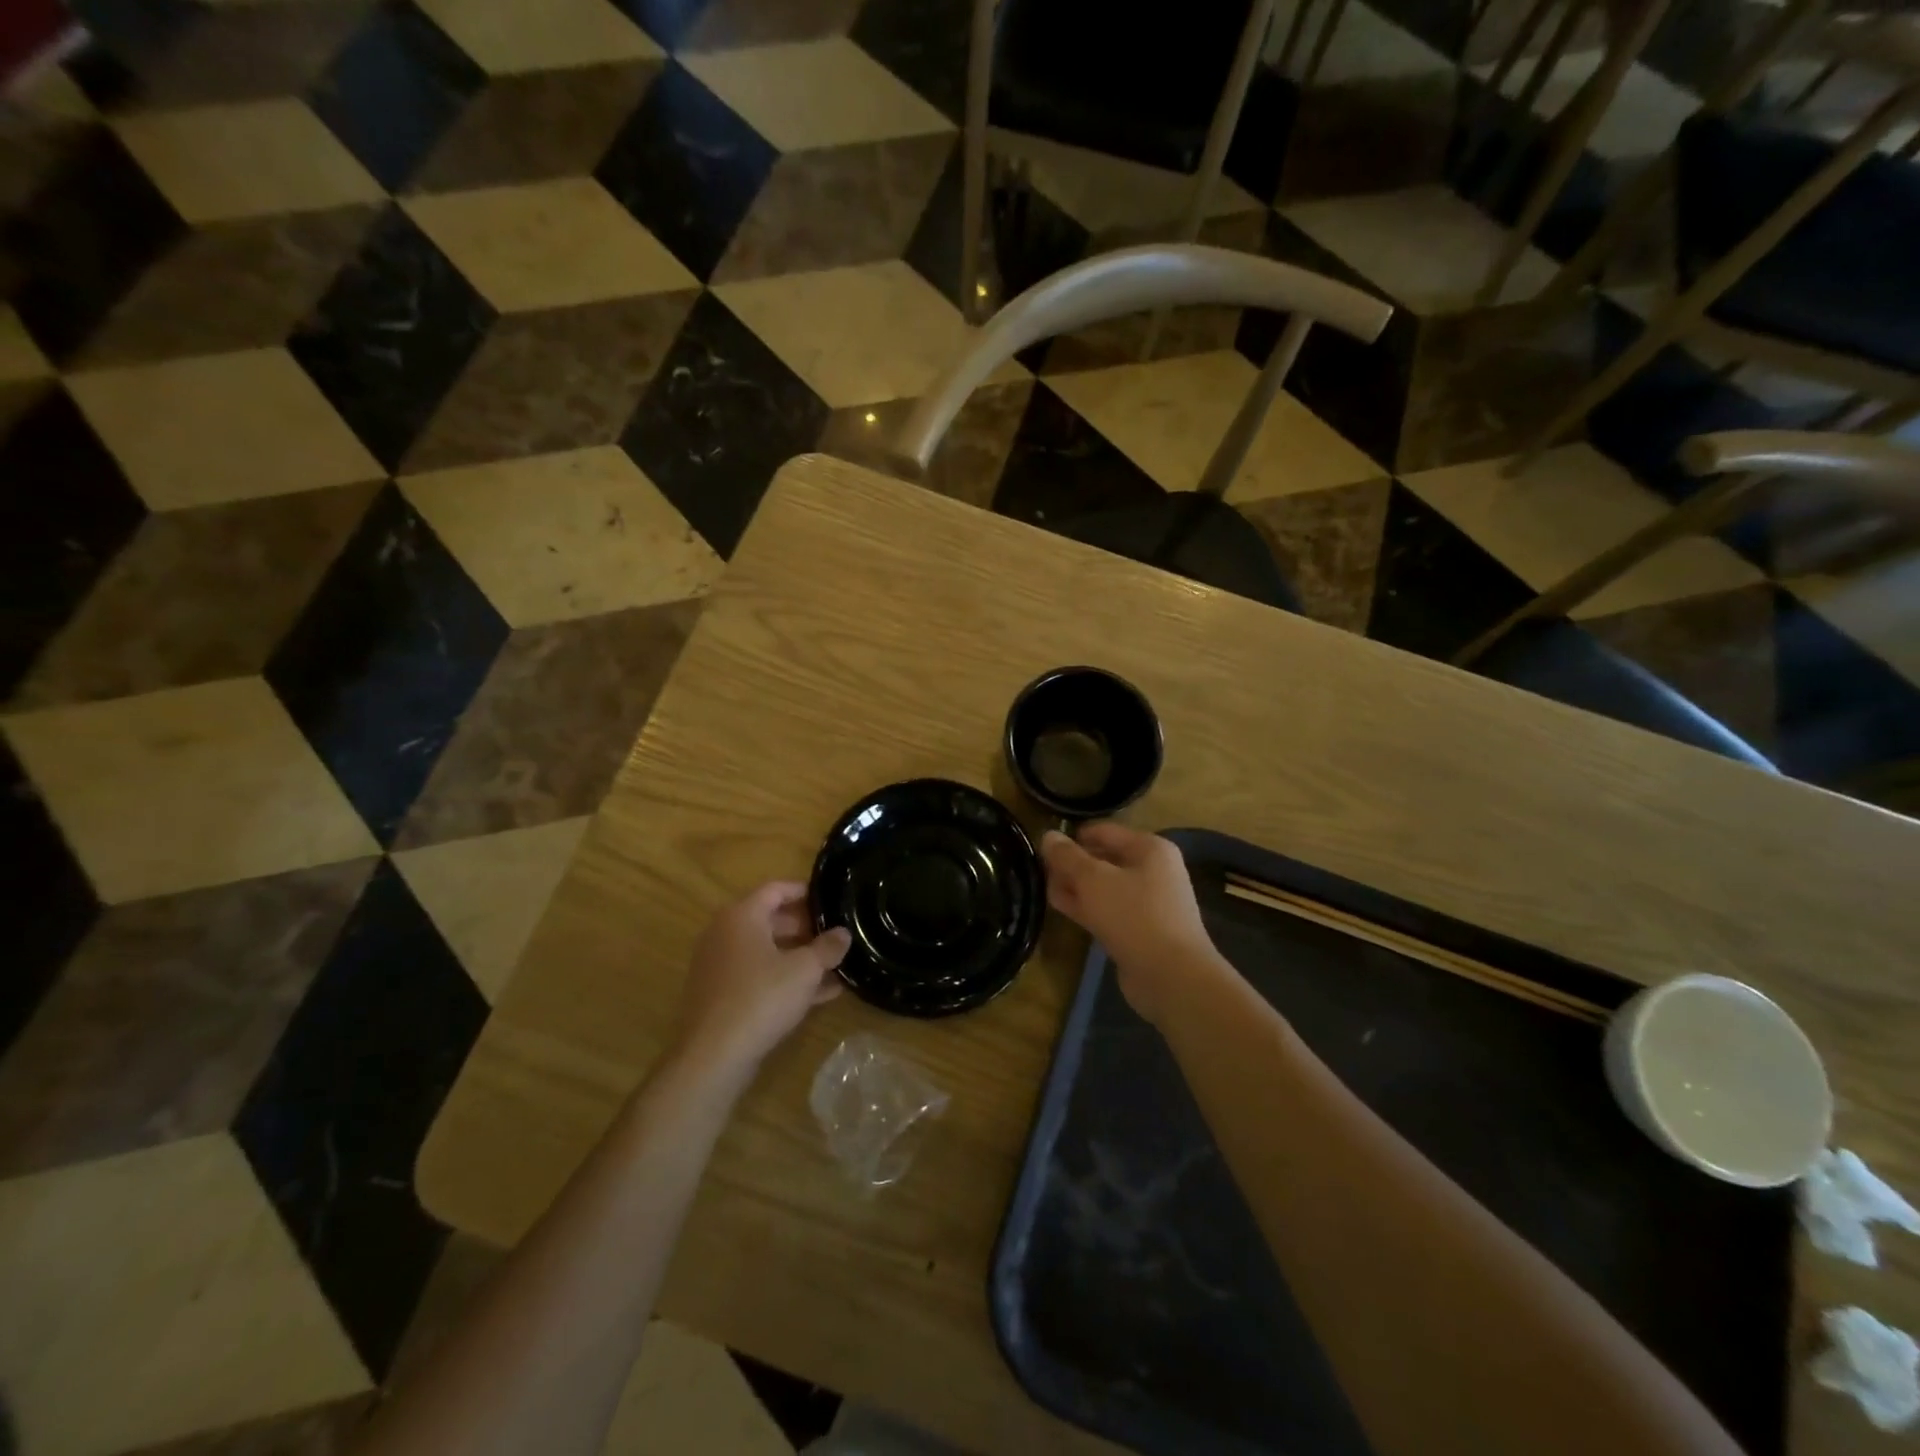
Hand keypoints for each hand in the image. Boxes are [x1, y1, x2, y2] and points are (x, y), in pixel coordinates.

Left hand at [672, 882, 851, 1074]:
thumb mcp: (805, 970)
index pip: (775, 889)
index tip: (830, 898)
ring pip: (767, 952)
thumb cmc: (761, 998)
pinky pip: (759, 977)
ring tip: (835, 965)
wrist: (712, 1056)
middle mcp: (725, 934)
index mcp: (742, 916)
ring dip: (799, 957)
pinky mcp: (721, 996)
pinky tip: (819, 995)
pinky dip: (785, 980)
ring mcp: (720, 967)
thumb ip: (827, 948)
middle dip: (806, 927)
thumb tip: (843, 933)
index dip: (804, 891)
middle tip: (835, 934)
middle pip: (770, 920)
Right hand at [1041, 823, 1226, 1026]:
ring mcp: (1148, 902)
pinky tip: (1061, 907)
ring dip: (1076, 887)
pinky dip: (1087, 907)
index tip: (1043, 847)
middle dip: (1072, 864)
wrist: (1172, 976)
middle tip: (1040, 870)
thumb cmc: (1134, 916)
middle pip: (1104, 859)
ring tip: (1044, 888)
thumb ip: (1068, 857)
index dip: (1073, 837)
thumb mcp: (1093, 880)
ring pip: (1104, 887)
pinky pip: (1109, 910)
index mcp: (1149, 848)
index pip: (1103, 831)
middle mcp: (1153, 870)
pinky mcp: (1141, 930)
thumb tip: (1048, 835)